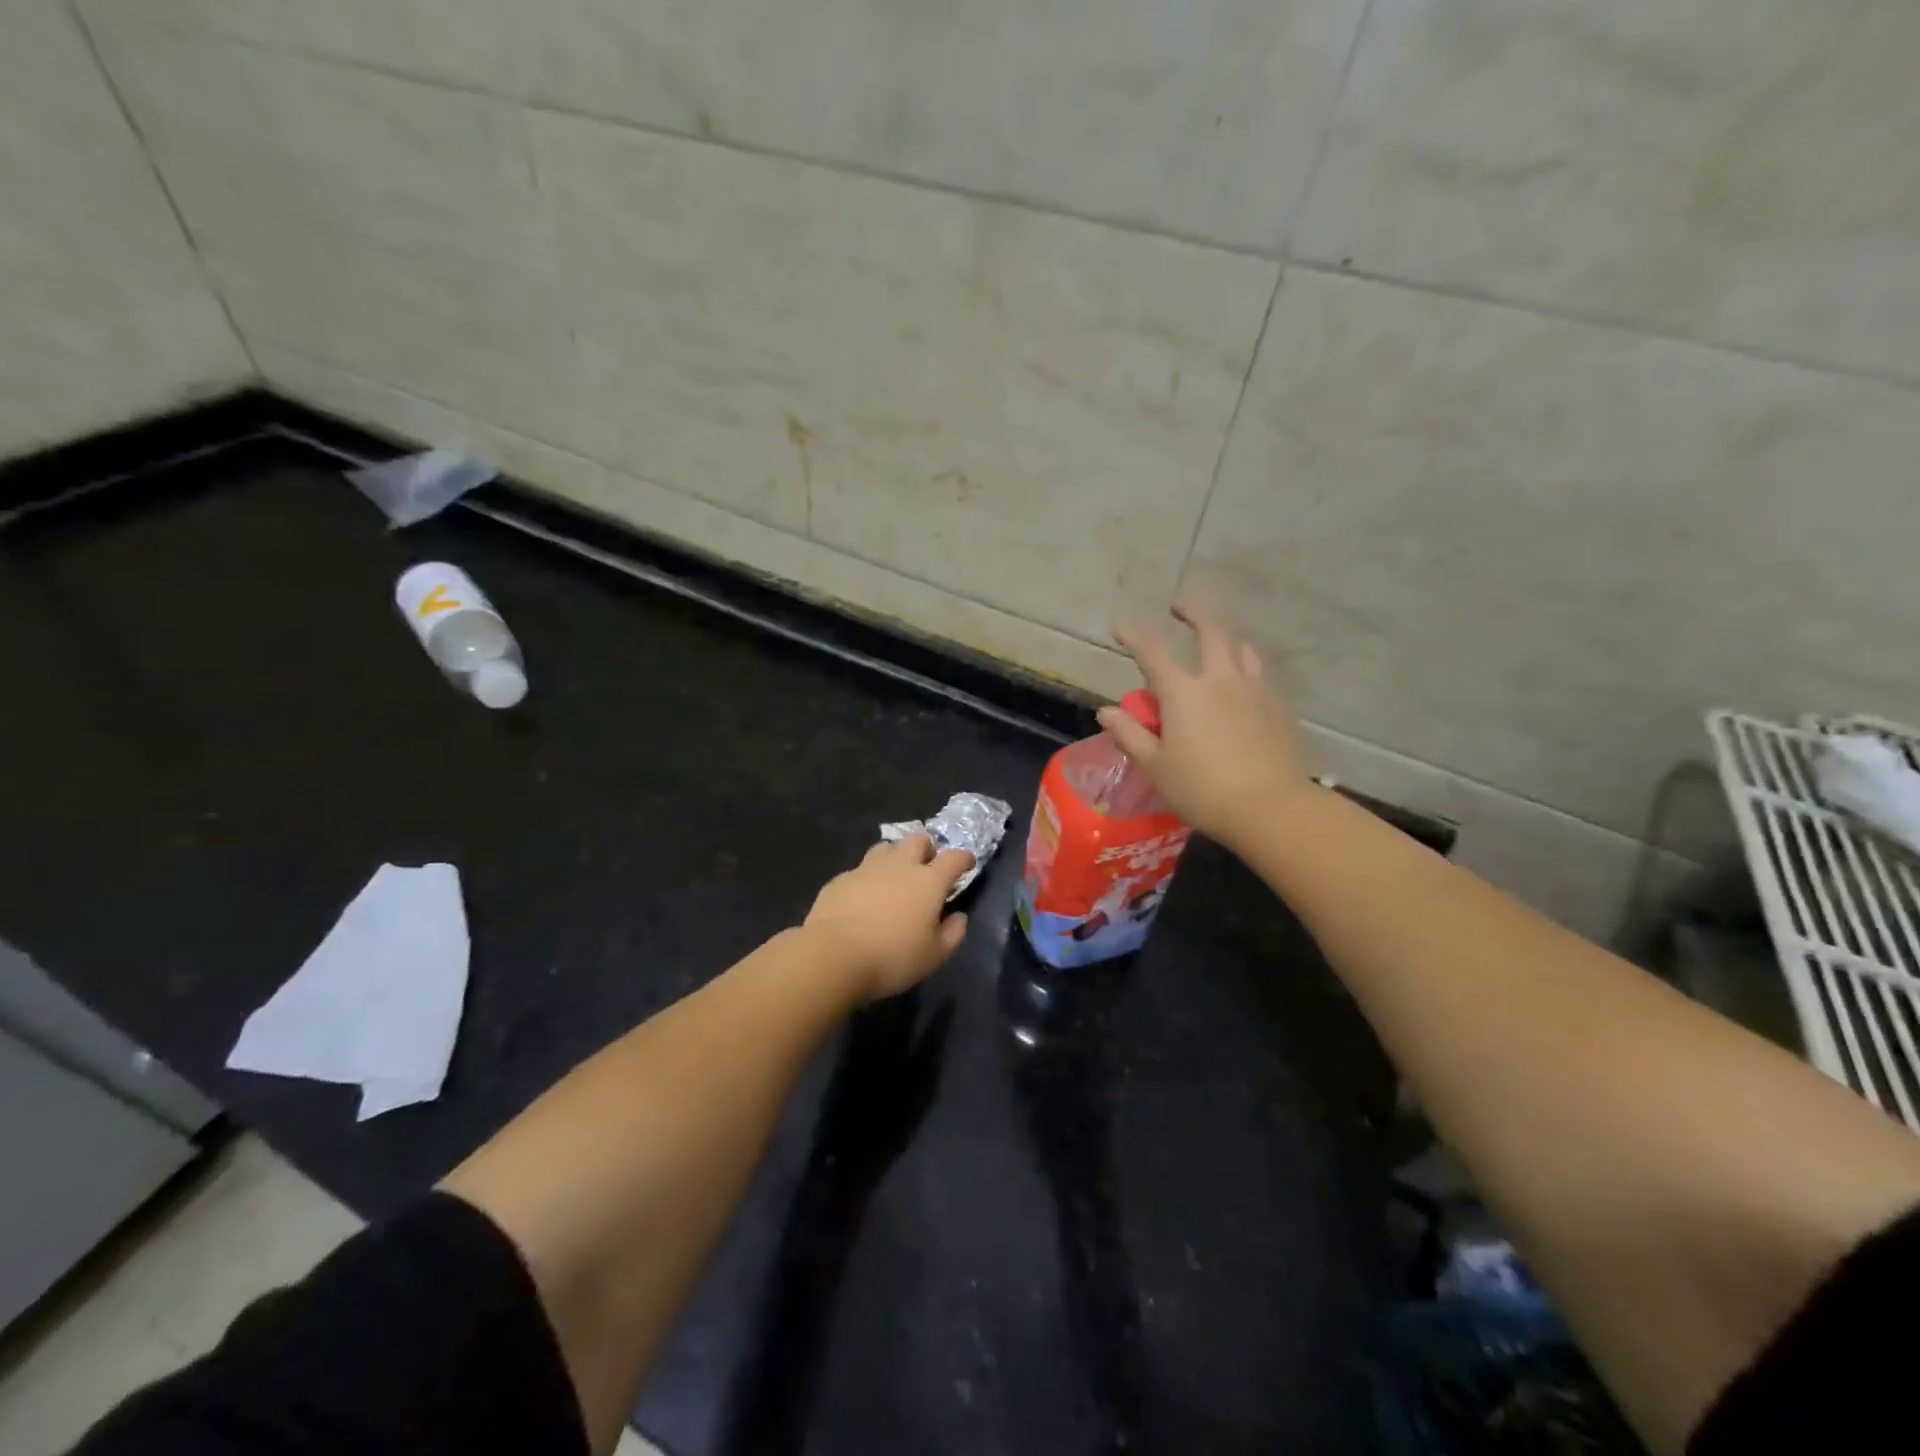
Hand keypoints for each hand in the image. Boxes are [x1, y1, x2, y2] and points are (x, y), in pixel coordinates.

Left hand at [804, 832, 972, 998]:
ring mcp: (867, 868)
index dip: (964, 859)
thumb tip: (958, 917)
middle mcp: (899, 865)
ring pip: (886, 848)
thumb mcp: (934, 956)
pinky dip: (868, 878)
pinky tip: (863, 898)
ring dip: (895, 857)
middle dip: (927, 849)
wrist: (833, 955)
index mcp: (929, 881)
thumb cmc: (892, 957)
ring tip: (894, 878)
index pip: (955, 858)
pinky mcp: (841, 879)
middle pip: (918, 839)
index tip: (967, 865)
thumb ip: (953, 934)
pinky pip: (860, 869)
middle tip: (927, 868)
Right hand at [1099, 601, 1313, 848]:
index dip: (1133, 634)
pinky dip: (1245, 670)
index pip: (1152, 651)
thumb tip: (1106, 711)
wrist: (1272, 808)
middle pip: (1211, 630)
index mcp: (1183, 692)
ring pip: (1242, 649)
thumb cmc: (1202, 790)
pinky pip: (1260, 676)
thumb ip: (1130, 734)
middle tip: (1179, 607)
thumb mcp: (1155, 767)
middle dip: (1193, 612)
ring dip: (1225, 639)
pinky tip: (1242, 687)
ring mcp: (1255, 691)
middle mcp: (1221, 680)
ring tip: (1216, 644)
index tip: (1120, 627)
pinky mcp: (1279, 708)